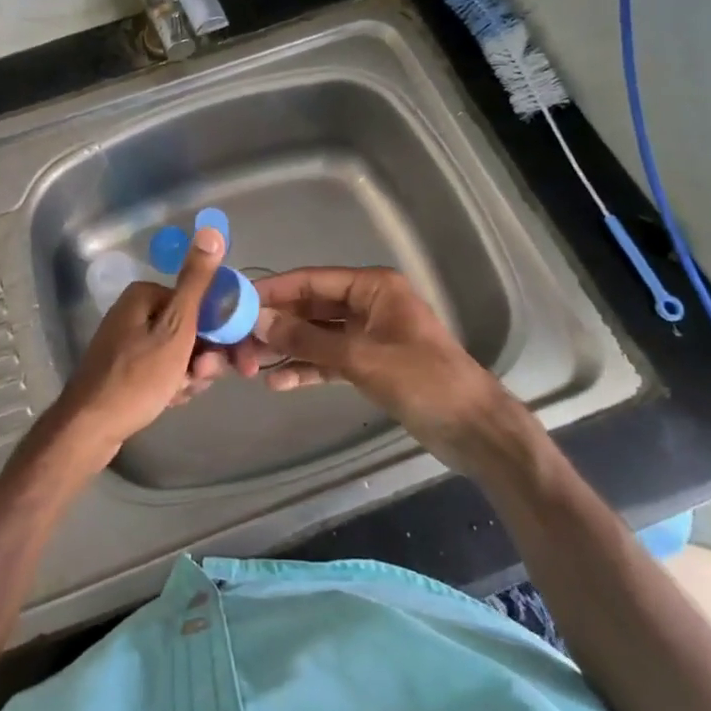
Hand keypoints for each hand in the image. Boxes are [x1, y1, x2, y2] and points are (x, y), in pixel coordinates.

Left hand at [50, 226, 226, 462]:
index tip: (234, 360)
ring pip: (180, 353)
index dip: (222, 333)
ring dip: (189, 374)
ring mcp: (129, 341)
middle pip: (191, 330)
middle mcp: (135, 312)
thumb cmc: (137, 377)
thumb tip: (211, 230)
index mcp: (145, 295)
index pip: (201, 304)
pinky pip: (163, 370)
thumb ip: (197, 283)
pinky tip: (169, 400)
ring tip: (178, 393)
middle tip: (198, 379)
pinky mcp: (126, 368)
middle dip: (203, 357)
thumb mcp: (176, 328)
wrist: (90, 428)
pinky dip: (172, 384)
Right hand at [190, 266, 513, 468]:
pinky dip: (306, 368)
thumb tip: (258, 321)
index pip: (311, 281)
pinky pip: (328, 360)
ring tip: (249, 364)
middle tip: (237, 341)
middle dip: (276, 324)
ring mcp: (368, 335)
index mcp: (372, 287)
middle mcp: (368, 304)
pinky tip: (278, 382)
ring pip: (316, 335)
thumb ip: (307, 338)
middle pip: (311, 308)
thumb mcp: (360, 357)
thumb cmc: (422, 380)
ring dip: (287, 348)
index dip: (274, 290)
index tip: (237, 302)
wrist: (473, 429)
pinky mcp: (369, 364)